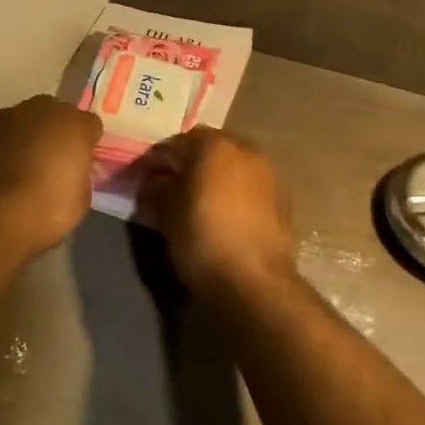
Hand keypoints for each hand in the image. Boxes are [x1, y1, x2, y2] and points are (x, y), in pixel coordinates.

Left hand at [0, 96, 100, 258]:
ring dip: (31, 136)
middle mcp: (42, 110)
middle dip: (58, 132)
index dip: (88, 143)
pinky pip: (4, 134)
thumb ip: (80, 173)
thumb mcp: (81, 198)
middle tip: (57, 159)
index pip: (90, 124)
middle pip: (57, 114)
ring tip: (27, 164)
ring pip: (28, 120)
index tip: (84, 162)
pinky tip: (4, 169)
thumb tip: (71, 170)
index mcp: (74, 123)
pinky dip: (6, 146)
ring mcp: (8, 117)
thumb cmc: (46, 210)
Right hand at [137, 128, 297, 295]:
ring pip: (232, 168)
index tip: (141, 178)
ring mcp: (269, 176)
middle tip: (167, 186)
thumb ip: (156, 189)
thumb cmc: (203, 239)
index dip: (156, 160)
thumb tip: (154, 183)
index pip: (177, 142)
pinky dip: (232, 195)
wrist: (255, 282)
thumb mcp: (166, 214)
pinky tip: (220, 216)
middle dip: (188, 165)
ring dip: (213, 179)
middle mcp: (247, 152)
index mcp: (216, 146)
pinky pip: (249, 188)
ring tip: (194, 202)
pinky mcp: (282, 202)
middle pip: (209, 150)